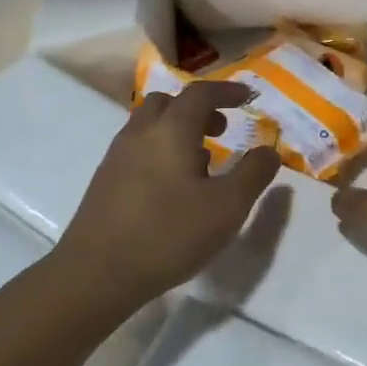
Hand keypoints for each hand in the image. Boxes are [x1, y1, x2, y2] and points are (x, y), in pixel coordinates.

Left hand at [55, 81, 282, 304]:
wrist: (97, 274)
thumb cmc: (169, 234)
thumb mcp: (227, 207)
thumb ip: (253, 174)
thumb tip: (269, 150)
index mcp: (171, 130)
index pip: (200, 94)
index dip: (227, 91)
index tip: (248, 97)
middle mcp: (140, 133)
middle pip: (168, 102)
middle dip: (198, 108)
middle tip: (222, 130)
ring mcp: (117, 156)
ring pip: (149, 125)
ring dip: (178, 130)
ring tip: (202, 161)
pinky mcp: (105, 181)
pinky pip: (137, 148)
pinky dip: (160, 150)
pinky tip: (173, 187)